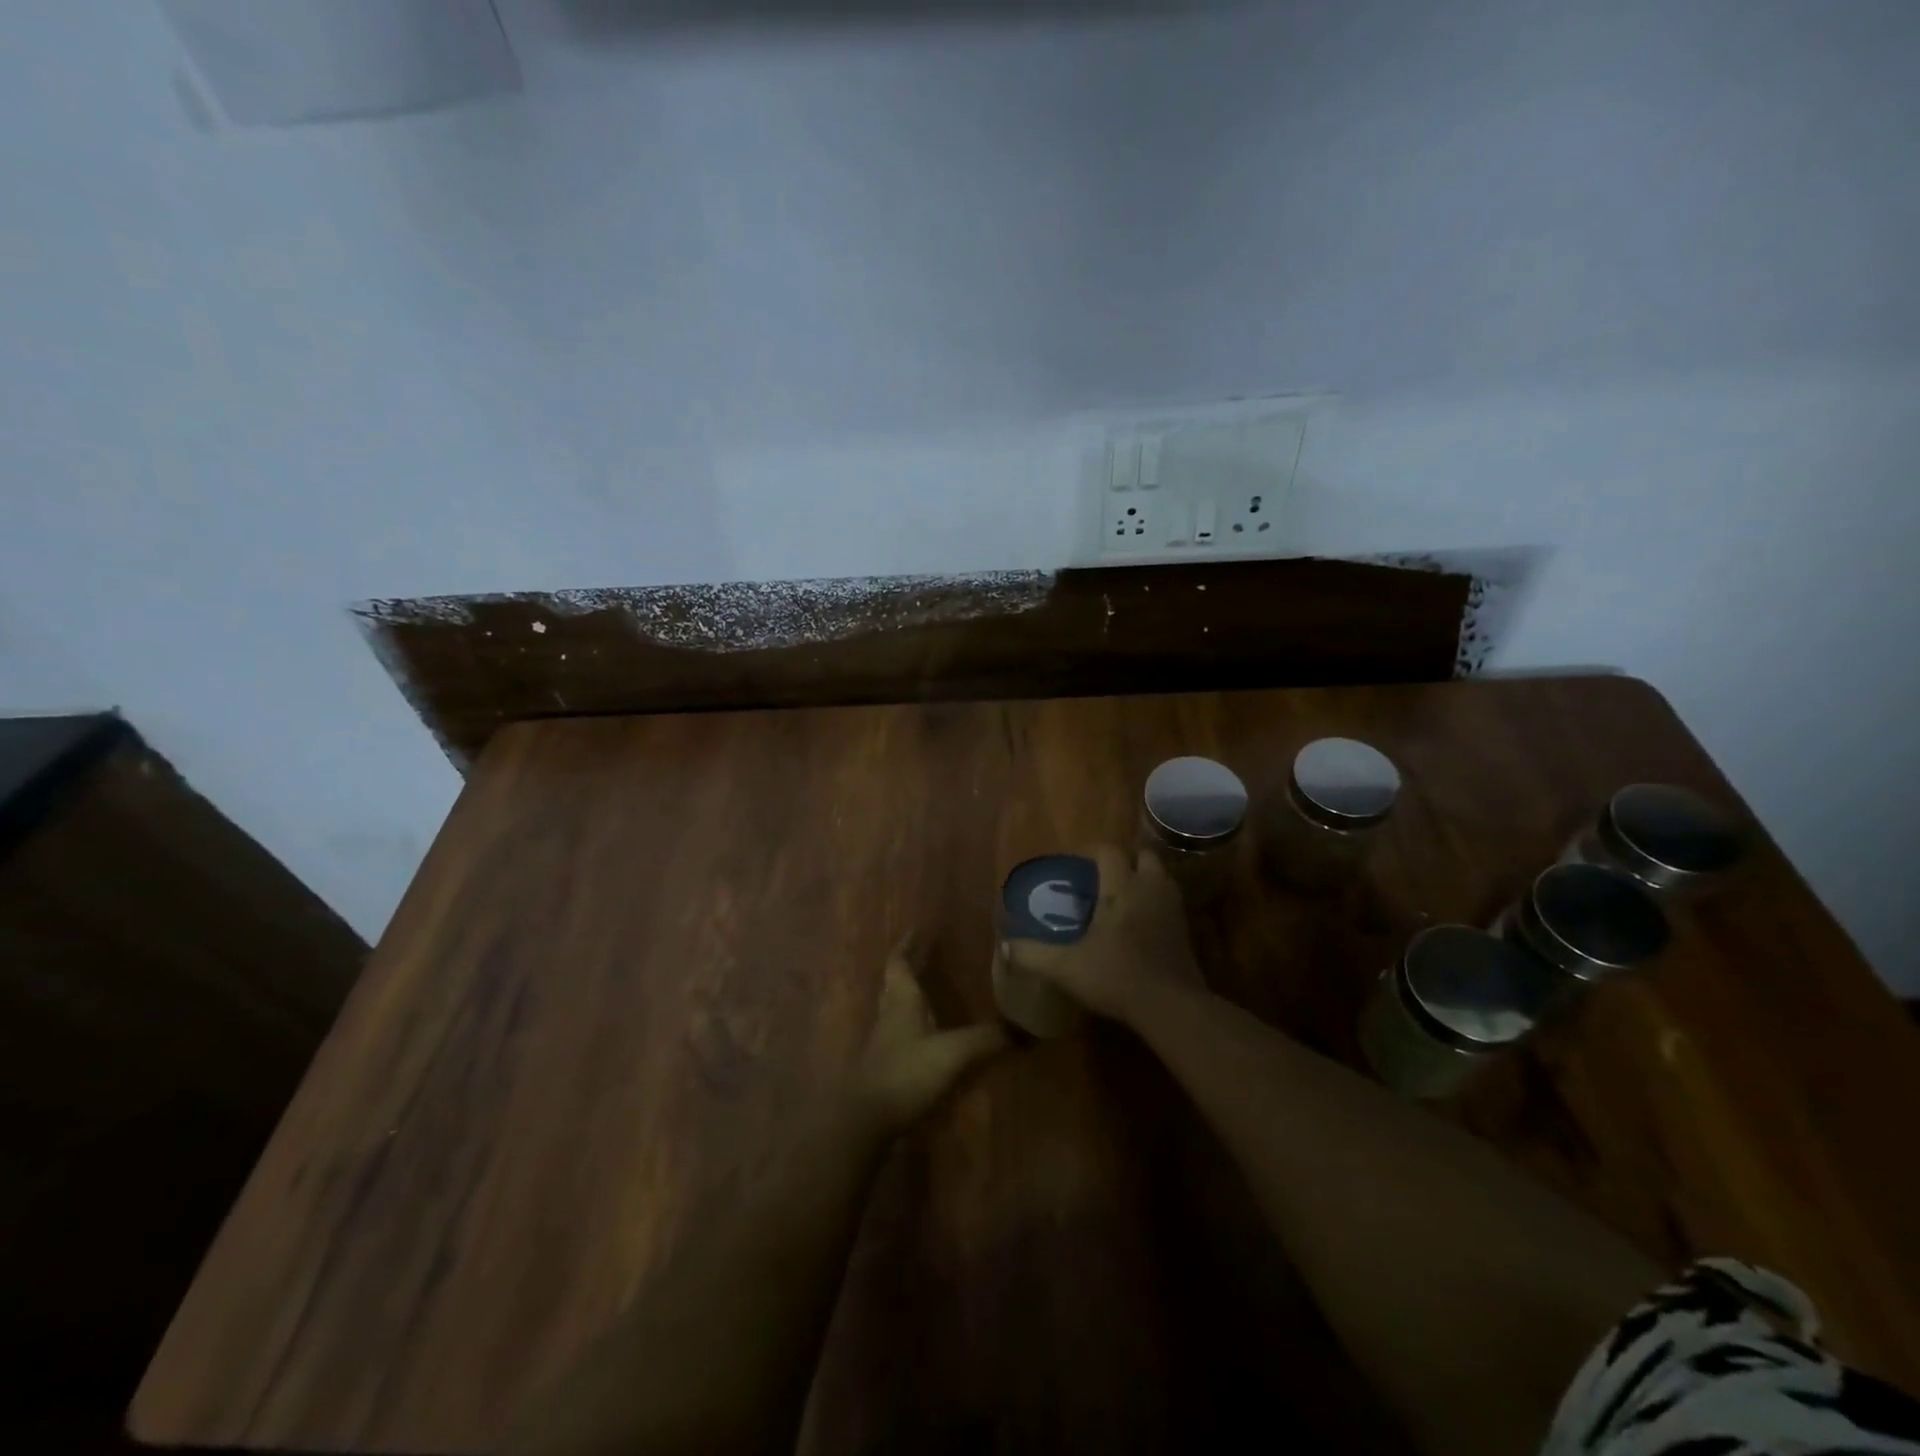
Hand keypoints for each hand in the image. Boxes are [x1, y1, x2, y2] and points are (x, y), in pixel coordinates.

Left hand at [847, 939, 1008, 1134]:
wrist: (865, 1119)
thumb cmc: (906, 1073)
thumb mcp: (952, 1052)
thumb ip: (986, 1039)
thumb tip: (1025, 1030)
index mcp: (901, 1000)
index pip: (899, 962)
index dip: (907, 945)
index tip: (918, 930)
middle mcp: (889, 1014)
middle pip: (894, 982)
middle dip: (908, 967)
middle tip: (926, 955)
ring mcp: (884, 1042)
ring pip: (894, 1007)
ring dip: (908, 995)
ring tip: (929, 990)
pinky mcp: (884, 1066)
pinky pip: (898, 1034)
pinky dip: (912, 1025)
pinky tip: (926, 1035)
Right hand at [1002, 844, 1200, 1025]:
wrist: (1172, 1006)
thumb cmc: (1117, 976)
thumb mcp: (1067, 967)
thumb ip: (1033, 955)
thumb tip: (1004, 947)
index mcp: (1122, 886)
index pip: (1108, 851)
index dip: (1090, 851)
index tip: (1073, 864)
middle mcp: (1150, 888)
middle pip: (1142, 855)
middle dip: (1124, 860)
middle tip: (1102, 878)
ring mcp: (1173, 907)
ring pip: (1160, 876)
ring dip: (1142, 879)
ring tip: (1120, 897)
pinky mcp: (1186, 929)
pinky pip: (1169, 901)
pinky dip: (1154, 902)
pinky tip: (1139, 923)